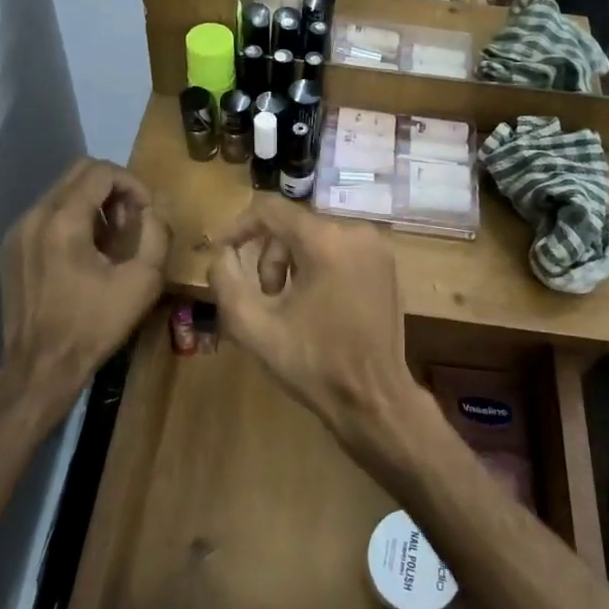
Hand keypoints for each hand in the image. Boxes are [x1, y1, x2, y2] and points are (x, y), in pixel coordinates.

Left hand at [0, 158, 169, 419]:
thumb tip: (152, 210)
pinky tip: (84, 254)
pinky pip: (45, 214)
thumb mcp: (143, 281)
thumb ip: (156, 233)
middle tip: (129, 222)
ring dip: (92, 204)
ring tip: (110, 240)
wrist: (42, 367)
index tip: (146, 213)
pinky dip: (70, 219)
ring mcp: (17, 232)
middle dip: (112, 189)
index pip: (100, 171)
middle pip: (78, 173)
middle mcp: (34, 216)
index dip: (131, 183)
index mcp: (63, 220)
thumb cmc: (95, 325)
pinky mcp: (10, 249)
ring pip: (60, 192)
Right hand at [208, 196, 430, 476]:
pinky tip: (317, 305)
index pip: (270, 209)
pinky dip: (320, 266)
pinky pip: (341, 249)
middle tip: (265, 298)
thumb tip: (221, 253)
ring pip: (317, 237)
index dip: (239, 227)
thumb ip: (225, 281)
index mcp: (325, 241)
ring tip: (290, 305)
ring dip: (293, 263)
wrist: (374, 399)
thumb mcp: (252, 327)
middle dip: (270, 256)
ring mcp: (377, 248)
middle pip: (294, 225)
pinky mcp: (387, 265)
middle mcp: (356, 232)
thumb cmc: (312, 363)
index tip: (223, 253)